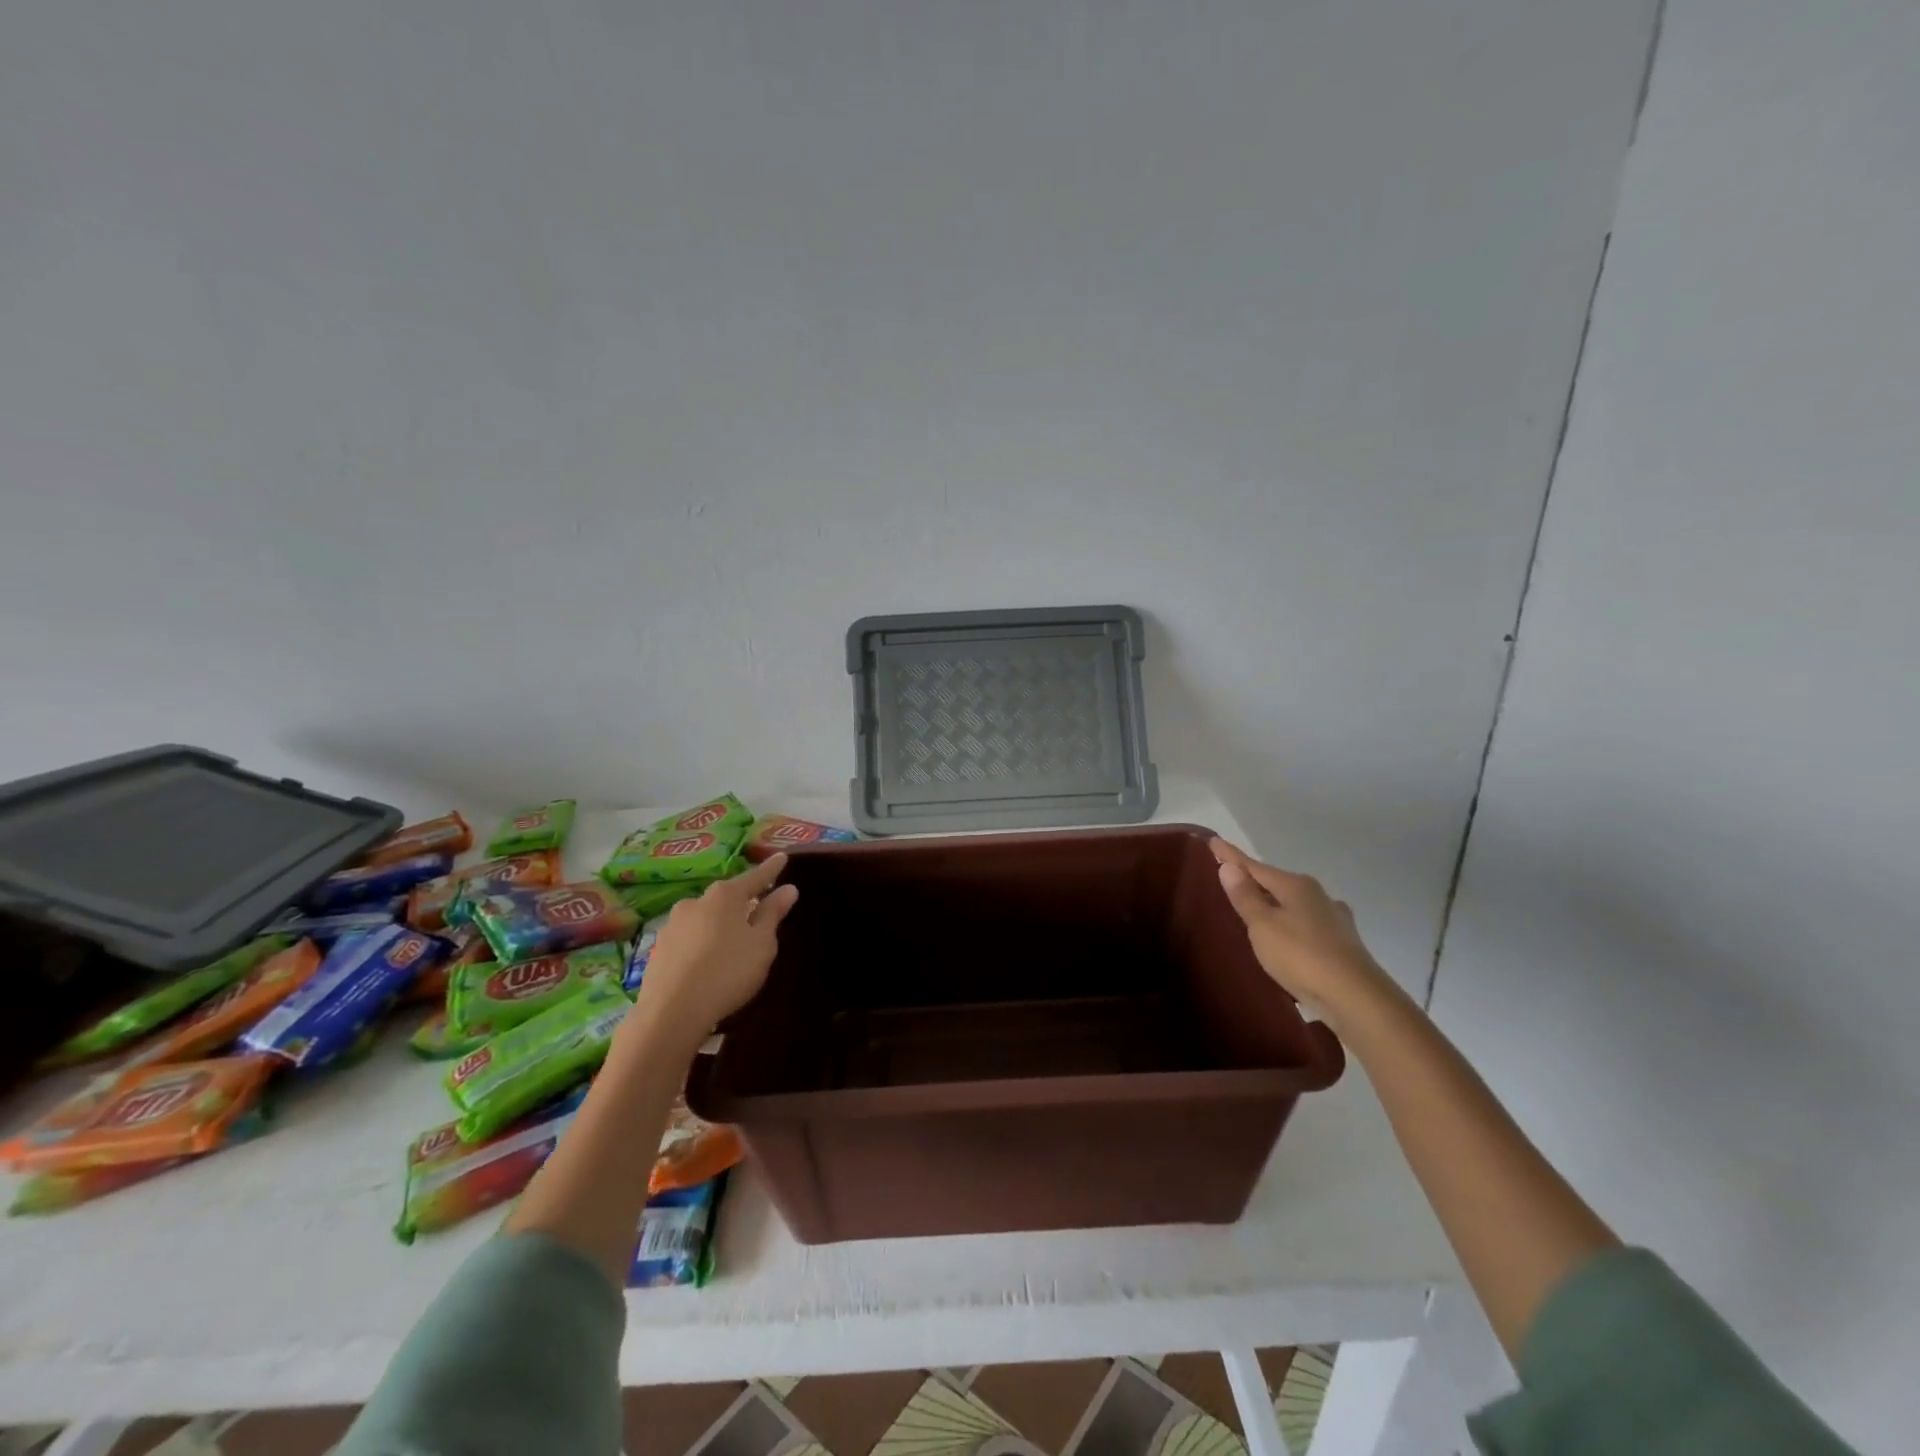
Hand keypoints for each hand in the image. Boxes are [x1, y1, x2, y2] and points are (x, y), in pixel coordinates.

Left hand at [629, 853, 797, 1044]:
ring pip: (704, 917)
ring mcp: (672, 925)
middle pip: (726, 897)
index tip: (782, 857)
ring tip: (730, 944)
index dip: (771, 869)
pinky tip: (706, 962)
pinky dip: (701, 943)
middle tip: (757, 909)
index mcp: (725, 896)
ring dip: (718, 924)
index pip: (755, 877)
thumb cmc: (728, 973)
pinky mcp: (658, 949)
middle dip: (741, 901)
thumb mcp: (761, 945)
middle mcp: (696, 902)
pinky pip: (688, 938)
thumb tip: (788, 888)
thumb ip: (772, 914)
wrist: (671, 1013)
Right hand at [1209, 838, 1384, 1014]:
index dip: (1231, 856)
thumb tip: (1229, 867)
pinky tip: (1291, 932)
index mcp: (1295, 885)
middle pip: (1276, 883)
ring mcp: (1333, 918)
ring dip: (1275, 903)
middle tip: (1231, 877)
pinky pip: (1306, 924)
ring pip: (1294, 903)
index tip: (1213, 841)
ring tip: (1257, 908)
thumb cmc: (1301, 955)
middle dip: (1254, 880)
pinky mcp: (1342, 943)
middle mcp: (1317, 895)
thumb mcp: (1263, 925)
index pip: (1254, 866)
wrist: (1355, 997)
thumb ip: (1245, 897)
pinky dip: (1292, 923)